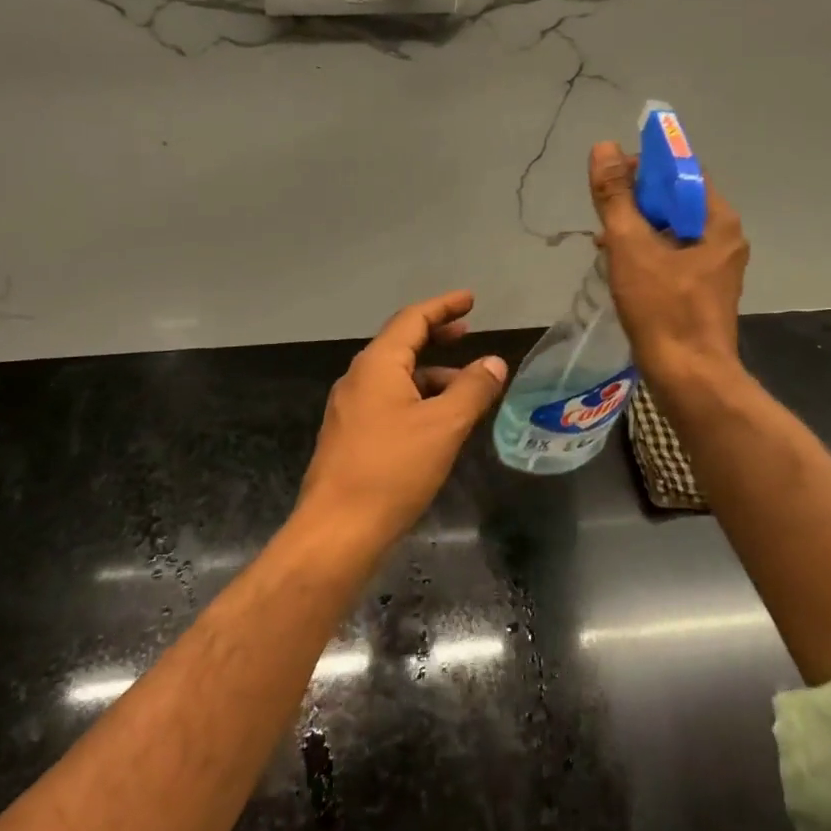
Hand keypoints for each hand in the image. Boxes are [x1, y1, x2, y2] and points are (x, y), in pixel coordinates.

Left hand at [299, 290, 507, 552]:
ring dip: (430, 373)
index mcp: (377, 365)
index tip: (470, 299)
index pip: (413, 319)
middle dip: (436, 335)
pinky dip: (417, 398)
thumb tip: (494, 362)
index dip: (444, 306)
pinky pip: (388, 401)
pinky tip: (437, 422)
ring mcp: (350, 408)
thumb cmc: (392, 469)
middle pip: (401, 344)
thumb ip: (472, 389)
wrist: (337, 530)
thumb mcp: (444, 426)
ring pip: (396, 377)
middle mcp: (358, 378)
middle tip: (467, 332)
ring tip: (465, 386)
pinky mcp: (350, 436)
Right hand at [588, 141, 748, 384]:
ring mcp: (716, 268)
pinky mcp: (703, 292)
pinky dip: (647, 254)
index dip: (647, 167)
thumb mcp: (631, 246)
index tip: (612, 177)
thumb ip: (616, 196)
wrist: (688, 377)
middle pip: (677, 202)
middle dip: (637, 202)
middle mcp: (724, 239)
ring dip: (638, 230)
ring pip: (672, 232)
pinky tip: (619, 266)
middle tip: (604, 212)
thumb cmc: (662, 308)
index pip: (683, 172)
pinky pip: (672, 257)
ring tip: (604, 241)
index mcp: (718, 221)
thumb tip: (604, 148)